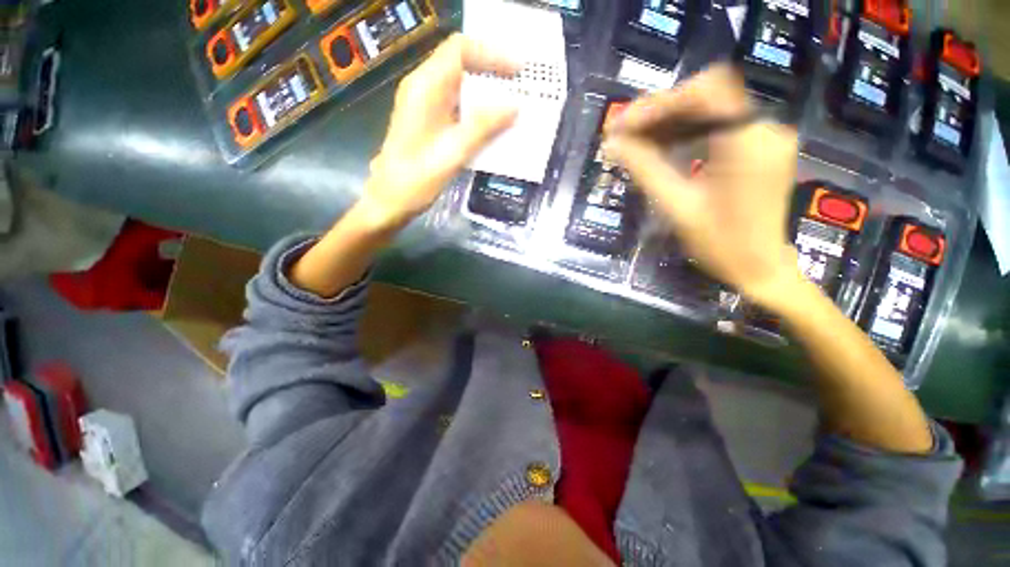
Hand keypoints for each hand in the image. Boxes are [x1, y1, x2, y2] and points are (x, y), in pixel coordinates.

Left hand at [357, 33, 518, 230]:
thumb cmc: (417, 179)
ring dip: (485, 91)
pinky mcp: (428, 120)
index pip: (459, 49)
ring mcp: (424, 104)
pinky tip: (492, 123)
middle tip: (519, 86)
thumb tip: (515, 107)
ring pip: (459, 84)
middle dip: (491, 70)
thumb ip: (484, 127)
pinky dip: (476, 108)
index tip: (517, 70)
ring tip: (511, 103)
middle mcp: (423, 88)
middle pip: (460, 62)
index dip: (491, 54)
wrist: (391, 200)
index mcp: (425, 87)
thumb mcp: (454, 152)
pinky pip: (456, 104)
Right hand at [605, 64, 803, 307]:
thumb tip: (613, 144)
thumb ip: (645, 169)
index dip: (659, 102)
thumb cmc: (720, 245)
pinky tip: (660, 149)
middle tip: (622, 135)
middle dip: (659, 113)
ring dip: (668, 123)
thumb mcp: (677, 206)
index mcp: (748, 142)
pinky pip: (717, 127)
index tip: (623, 124)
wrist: (760, 269)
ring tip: (634, 143)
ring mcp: (763, 137)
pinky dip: (685, 134)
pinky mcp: (757, 148)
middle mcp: (763, 129)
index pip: (704, 92)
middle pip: (706, 97)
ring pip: (709, 110)